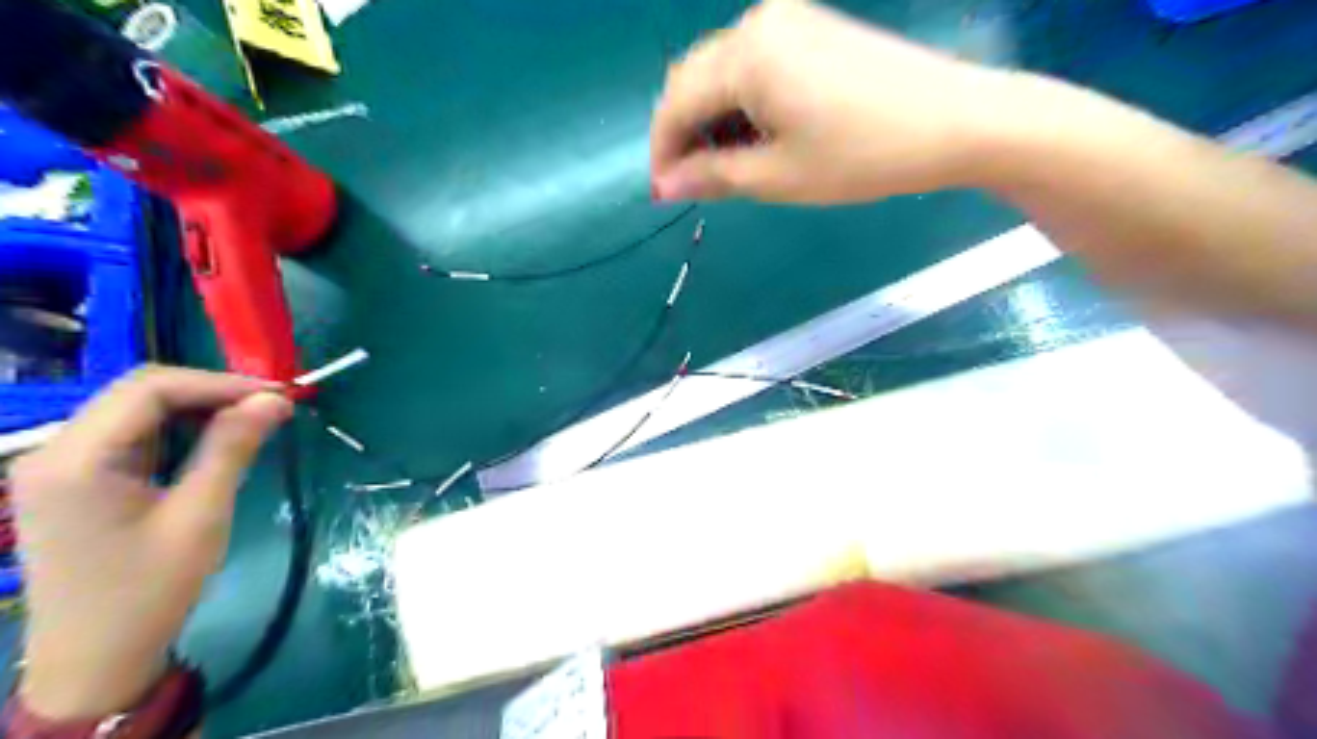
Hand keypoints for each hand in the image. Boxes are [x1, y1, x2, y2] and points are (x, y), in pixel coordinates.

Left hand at [10, 366, 287, 719]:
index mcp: (75, 460)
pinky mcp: (73, 480)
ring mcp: (59, 466)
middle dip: (211, 392)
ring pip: (136, 409)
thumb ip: (233, 448)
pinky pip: (131, 434)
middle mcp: (54, 451)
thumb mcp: (201, 516)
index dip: (220, 383)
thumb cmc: (149, 590)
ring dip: (197, 408)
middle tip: (271, 406)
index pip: (150, 389)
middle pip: (138, 392)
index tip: (277, 395)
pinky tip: (214, 441)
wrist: (94, 660)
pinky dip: (178, 429)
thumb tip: (275, 399)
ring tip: (252, 420)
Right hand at [646, 0, 1015, 201]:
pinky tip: (755, 134)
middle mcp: (759, 21)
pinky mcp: (811, 26)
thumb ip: (711, 176)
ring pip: (722, 71)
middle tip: (694, 183)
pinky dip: (741, 102)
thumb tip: (665, 185)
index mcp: (746, 54)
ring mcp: (788, 18)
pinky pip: (754, 63)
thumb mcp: (777, 176)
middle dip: (684, 133)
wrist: (954, 122)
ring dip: (711, 118)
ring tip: (726, 166)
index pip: (676, 102)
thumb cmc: (861, 156)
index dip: (662, 150)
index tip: (663, 192)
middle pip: (693, 79)